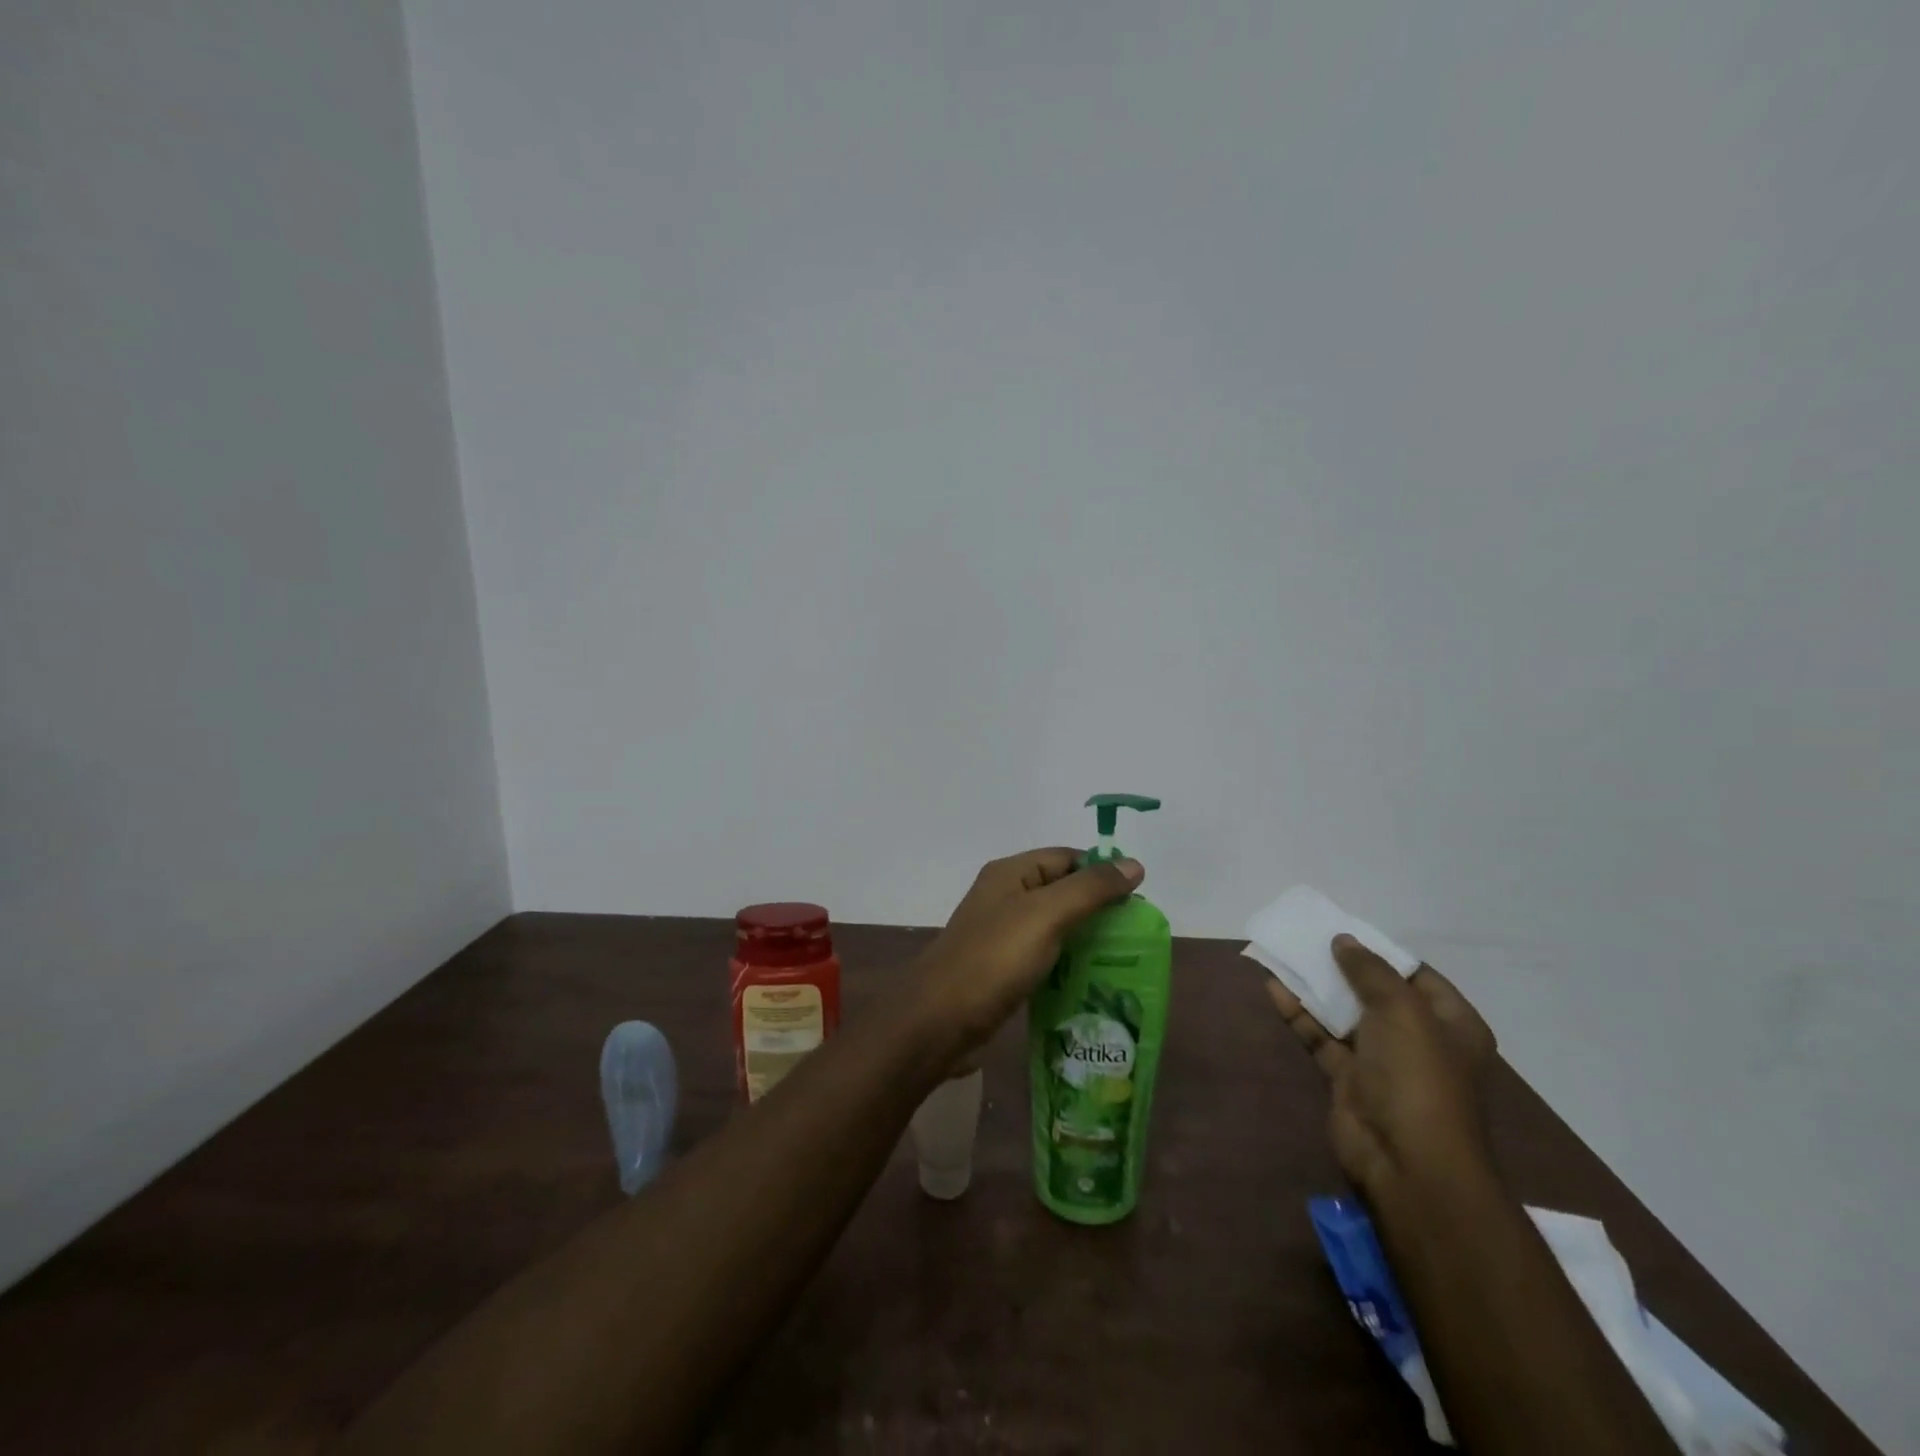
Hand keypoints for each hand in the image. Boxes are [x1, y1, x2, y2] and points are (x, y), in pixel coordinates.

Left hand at [912, 848, 1143, 1058]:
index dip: (1102, 871)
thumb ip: (1090, 889)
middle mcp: (1004, 897)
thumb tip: (1134, 864)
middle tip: (1136, 934)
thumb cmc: (994, 959)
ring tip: (1124, 959)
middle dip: (1098, 908)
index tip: (1139, 899)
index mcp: (1010, 873)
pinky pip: (1044, 956)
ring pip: (1054, 926)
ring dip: (1085, 938)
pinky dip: (1067, 963)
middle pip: (1061, 891)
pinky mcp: (1002, 969)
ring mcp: (1001, 935)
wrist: (939, 1020)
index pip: (1066, 857)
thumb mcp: (1046, 915)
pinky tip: (1092, 981)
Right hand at [1267, 936, 1496, 1198]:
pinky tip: (1274, 988)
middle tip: (1309, 938)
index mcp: (1451, 1024)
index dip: (1382, 953)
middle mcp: (1419, 1040)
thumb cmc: (1417, 1075)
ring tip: (1285, 954)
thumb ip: (1370, 971)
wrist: (1406, 1161)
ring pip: (1344, 1013)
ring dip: (1316, 987)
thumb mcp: (1401, 1010)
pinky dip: (1300, 1013)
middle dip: (1343, 967)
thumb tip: (1344, 940)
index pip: (1417, 976)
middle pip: (1376, 993)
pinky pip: (1321, 1036)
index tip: (1345, 931)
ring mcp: (1382, 1061)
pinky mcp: (1348, 1078)